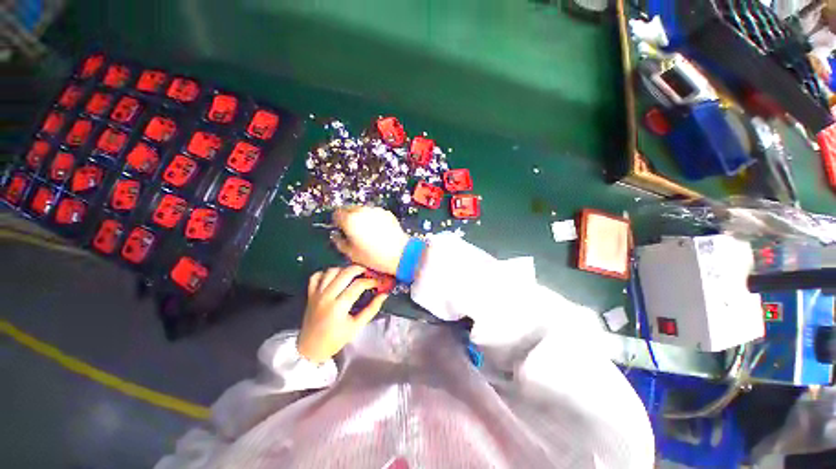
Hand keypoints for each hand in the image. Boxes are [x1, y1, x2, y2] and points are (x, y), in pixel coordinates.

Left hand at [298, 265, 387, 363]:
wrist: (311, 349)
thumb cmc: (336, 339)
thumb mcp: (357, 326)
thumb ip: (371, 309)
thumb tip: (384, 295)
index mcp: (339, 306)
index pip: (358, 285)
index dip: (372, 281)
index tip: (380, 282)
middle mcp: (327, 296)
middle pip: (345, 273)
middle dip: (360, 269)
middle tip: (368, 273)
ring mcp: (317, 294)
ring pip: (331, 271)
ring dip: (344, 269)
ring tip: (353, 274)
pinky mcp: (310, 294)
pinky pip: (316, 276)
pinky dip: (326, 273)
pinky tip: (335, 277)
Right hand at [332, 206, 409, 274]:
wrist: (400, 253)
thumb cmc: (374, 256)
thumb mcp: (351, 253)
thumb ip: (338, 242)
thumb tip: (336, 235)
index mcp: (350, 220)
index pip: (336, 213)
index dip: (337, 222)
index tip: (341, 229)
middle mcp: (362, 211)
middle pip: (349, 208)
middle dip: (348, 217)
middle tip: (353, 231)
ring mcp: (376, 210)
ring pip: (362, 210)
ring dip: (361, 217)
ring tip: (367, 231)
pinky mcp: (386, 213)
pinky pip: (374, 213)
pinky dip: (373, 218)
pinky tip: (378, 230)